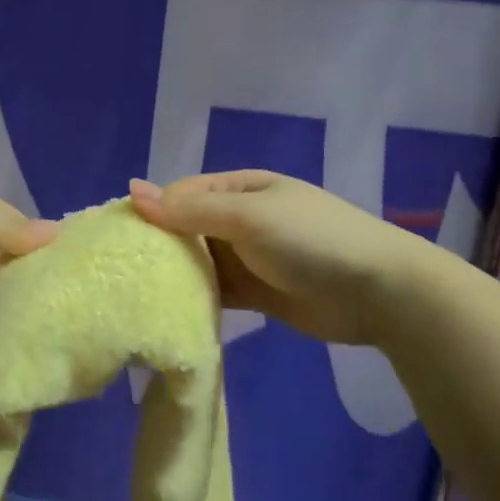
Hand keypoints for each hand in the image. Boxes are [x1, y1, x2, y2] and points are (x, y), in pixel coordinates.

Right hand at [128, 172, 428, 345]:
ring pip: (199, 262)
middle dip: (159, 246)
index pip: (182, 194)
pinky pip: (217, 291)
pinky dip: (196, 299)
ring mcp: (250, 257)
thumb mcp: (247, 217)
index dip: (152, 212)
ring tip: (135, 294)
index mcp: (240, 188)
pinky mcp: (257, 293)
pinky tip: (170, 312)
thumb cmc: (311, 240)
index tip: (118, 239)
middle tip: (120, 272)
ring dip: (175, 275)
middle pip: (187, 229)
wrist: (380, 292)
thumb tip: (132, 191)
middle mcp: (240, 219)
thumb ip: (190, 210)